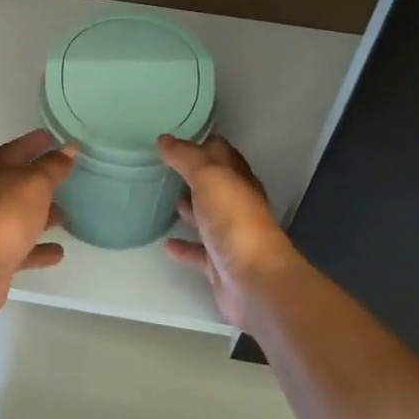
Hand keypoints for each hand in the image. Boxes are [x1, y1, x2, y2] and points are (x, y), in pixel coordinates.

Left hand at [0, 129, 76, 317]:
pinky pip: (23, 248)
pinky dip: (39, 248)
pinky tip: (58, 252)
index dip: (36, 142)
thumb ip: (53, 166)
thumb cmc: (4, 215)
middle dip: (41, 181)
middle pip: (17, 183)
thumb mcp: (34, 183)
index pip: (17, 148)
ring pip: (20, 216)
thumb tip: (69, 147)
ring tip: (66, 216)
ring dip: (41, 216)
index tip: (55, 138)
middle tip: (67, 177)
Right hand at [159, 134, 294, 330]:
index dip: (202, 143)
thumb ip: (186, 158)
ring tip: (166, 198)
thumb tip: (165, 139)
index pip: (221, 153)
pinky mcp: (219, 265)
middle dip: (194, 175)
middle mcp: (237, 206)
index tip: (177, 137)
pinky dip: (183, 246)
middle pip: (215, 185)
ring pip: (207, 217)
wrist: (253, 281)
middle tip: (166, 166)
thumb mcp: (209, 178)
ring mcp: (230, 236)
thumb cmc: (234, 221)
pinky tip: (165, 244)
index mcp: (239, 181)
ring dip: (190, 209)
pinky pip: (197, 251)